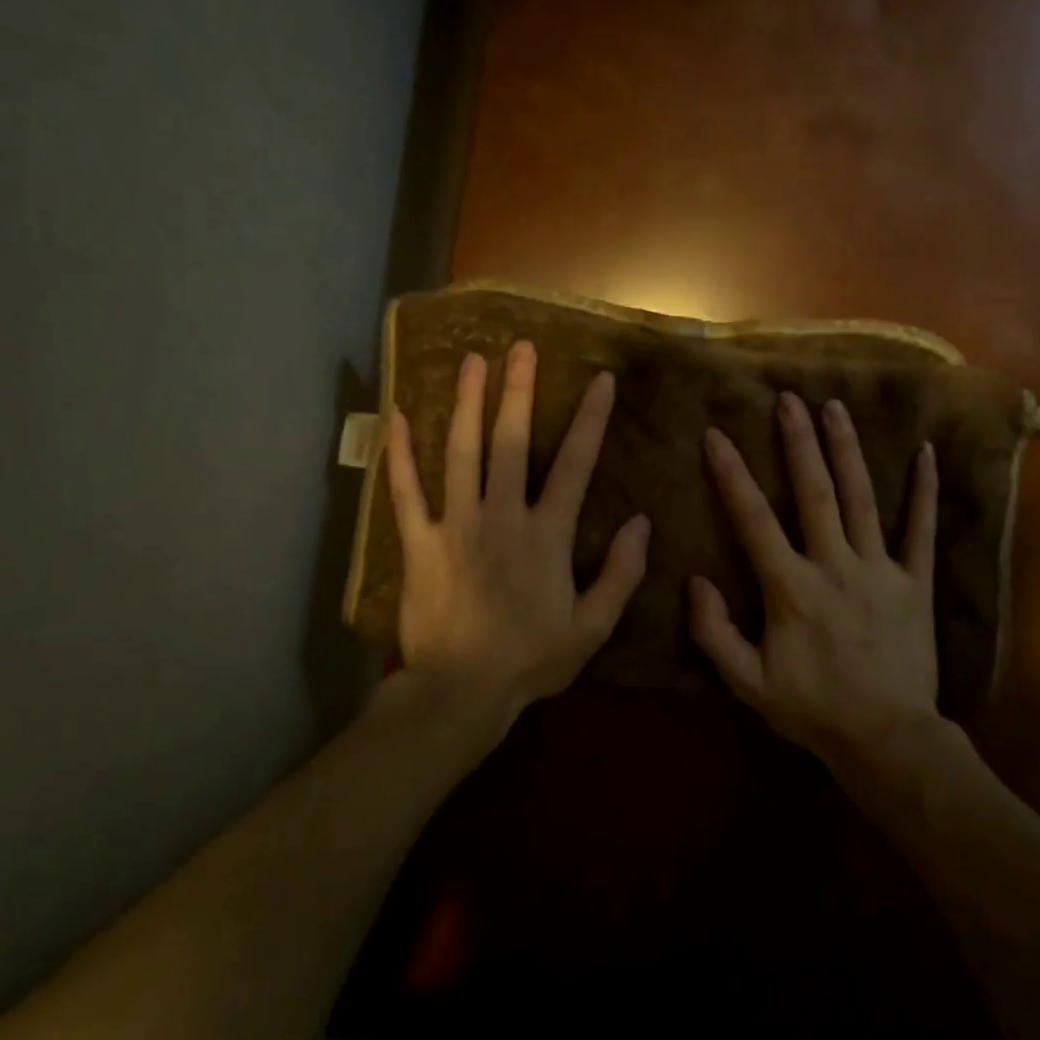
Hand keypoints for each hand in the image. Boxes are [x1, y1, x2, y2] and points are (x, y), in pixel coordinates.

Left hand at [386, 341, 650, 739]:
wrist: (461, 692)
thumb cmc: (532, 660)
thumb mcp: (592, 627)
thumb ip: (621, 573)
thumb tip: (642, 522)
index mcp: (547, 534)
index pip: (575, 464)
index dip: (590, 420)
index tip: (599, 381)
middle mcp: (502, 516)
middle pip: (511, 442)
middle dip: (518, 391)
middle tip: (521, 347)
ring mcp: (457, 525)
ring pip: (462, 452)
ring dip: (467, 404)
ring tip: (472, 361)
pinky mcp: (420, 542)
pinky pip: (407, 492)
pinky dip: (400, 454)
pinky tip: (397, 416)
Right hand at [690, 393, 940, 771]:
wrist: (886, 739)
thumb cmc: (812, 710)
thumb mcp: (748, 683)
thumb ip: (714, 633)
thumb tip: (694, 581)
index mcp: (791, 588)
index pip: (754, 520)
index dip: (732, 475)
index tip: (716, 435)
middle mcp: (835, 566)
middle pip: (814, 493)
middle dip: (798, 443)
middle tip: (787, 399)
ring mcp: (880, 570)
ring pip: (862, 499)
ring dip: (847, 450)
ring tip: (835, 407)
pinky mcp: (915, 582)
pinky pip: (921, 530)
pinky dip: (924, 492)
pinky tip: (925, 453)